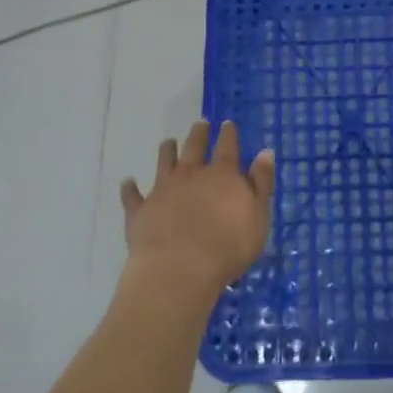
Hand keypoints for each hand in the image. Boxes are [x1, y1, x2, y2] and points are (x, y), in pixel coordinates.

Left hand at [121, 120, 274, 299]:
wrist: (179, 269)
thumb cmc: (228, 247)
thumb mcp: (258, 216)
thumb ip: (261, 183)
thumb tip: (265, 152)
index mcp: (222, 175)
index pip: (227, 147)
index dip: (228, 134)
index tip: (227, 123)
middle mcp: (191, 174)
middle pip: (194, 147)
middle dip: (198, 134)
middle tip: (199, 124)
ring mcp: (163, 189)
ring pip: (164, 162)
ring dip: (167, 151)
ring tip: (168, 142)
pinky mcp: (141, 210)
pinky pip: (132, 196)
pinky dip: (130, 188)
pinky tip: (128, 183)